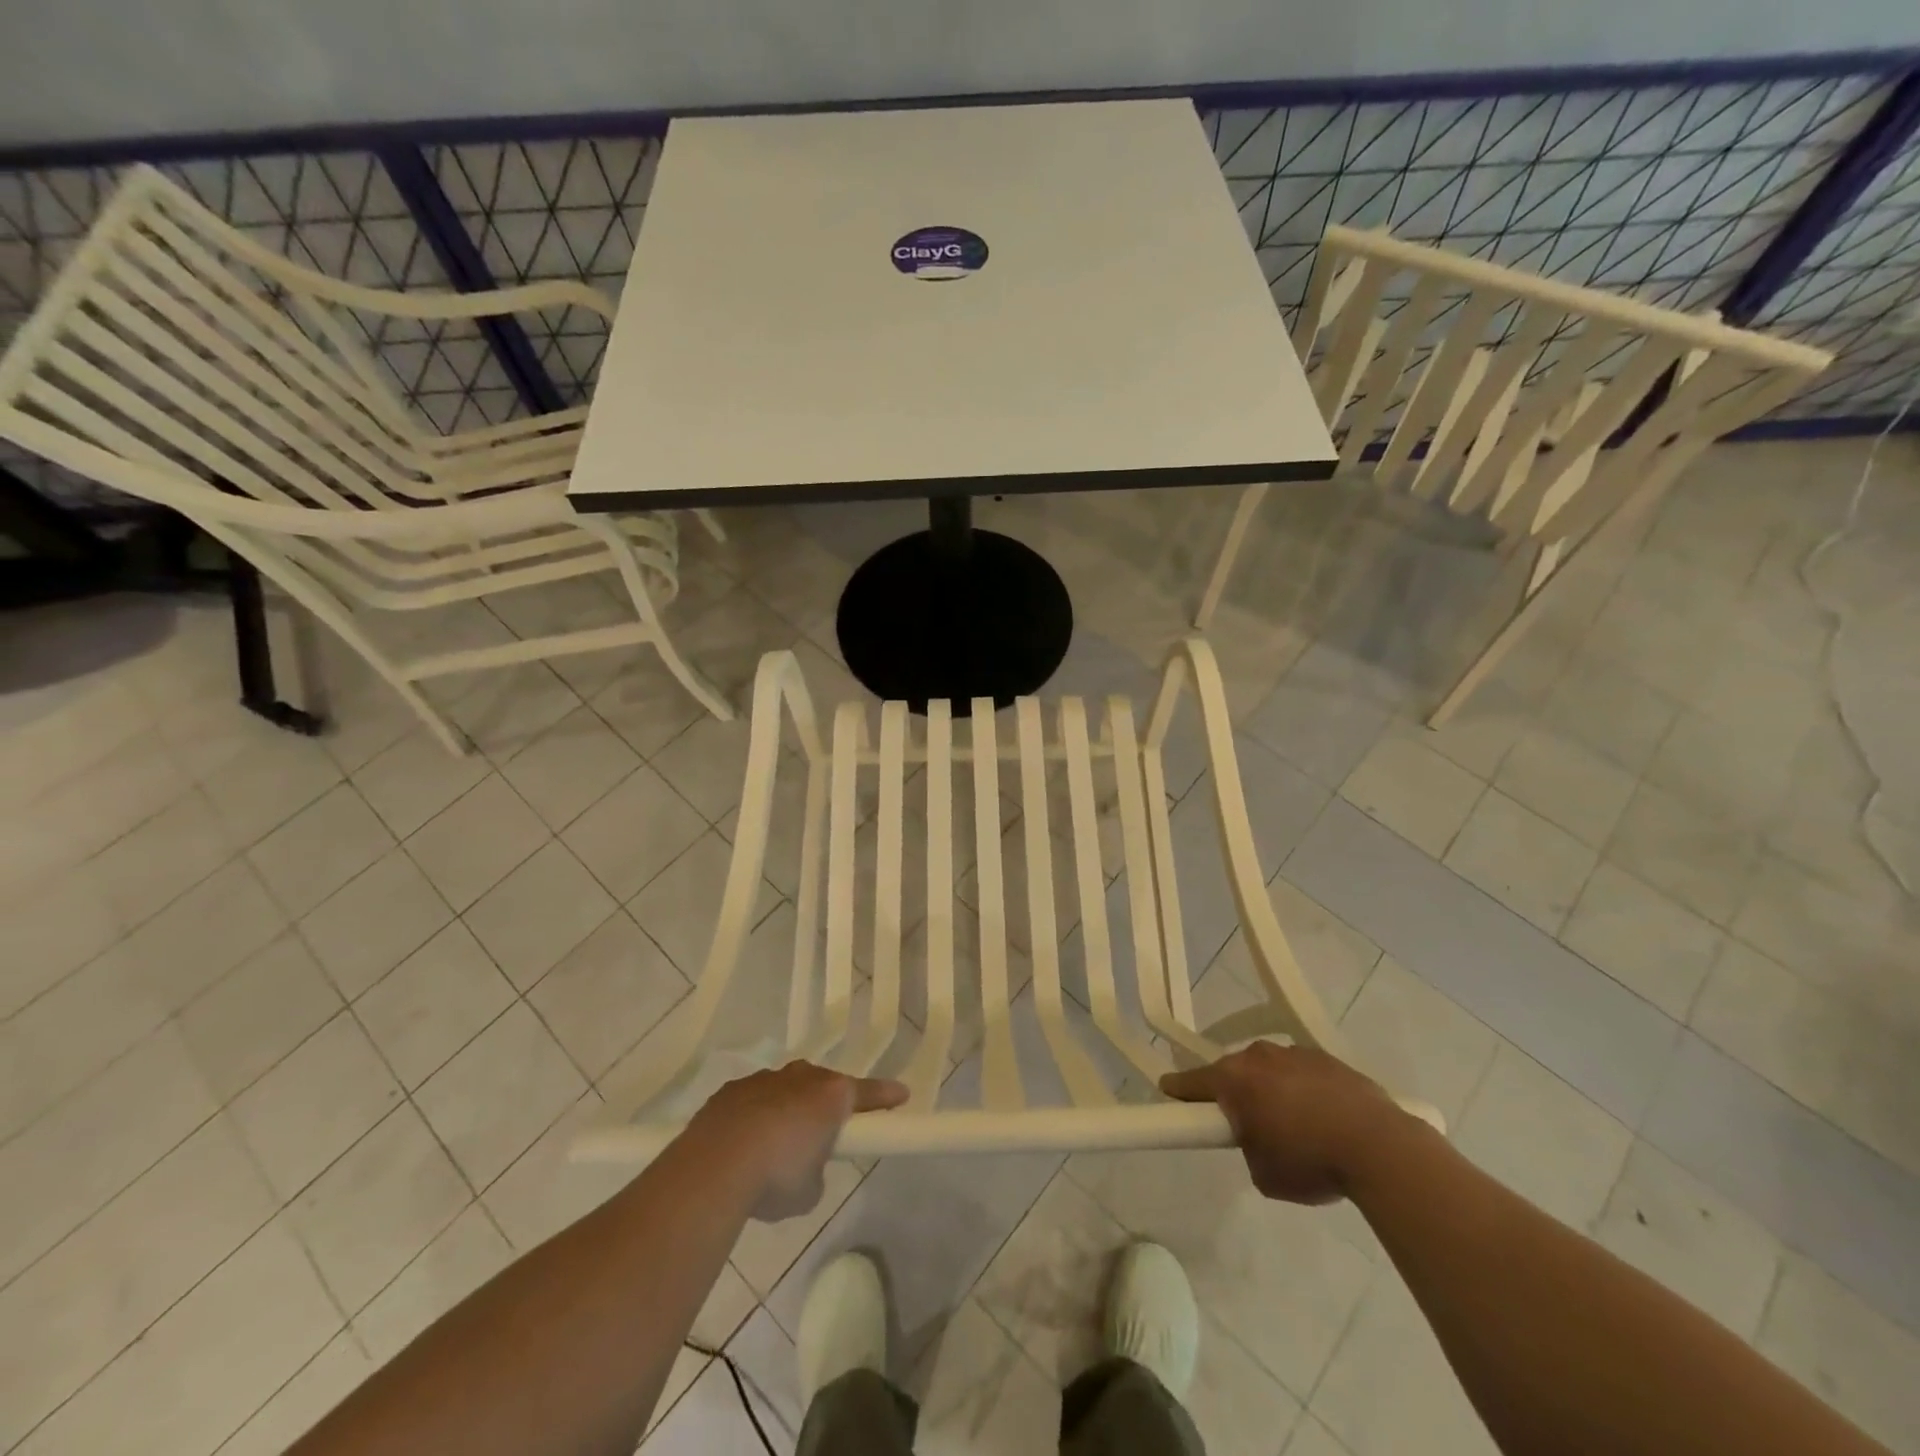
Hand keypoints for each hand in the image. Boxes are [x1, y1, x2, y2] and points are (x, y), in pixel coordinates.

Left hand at [692, 1062, 907, 1220]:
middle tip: (824, 1133)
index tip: (901, 1096)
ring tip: (775, 1147)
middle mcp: (801, 1077)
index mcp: (831, 1095)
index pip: (868, 1093)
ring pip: (786, 1090)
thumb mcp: (810, 1190)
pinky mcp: (731, 1090)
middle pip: (823, 1086)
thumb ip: (816, 1171)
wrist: (715, 1167)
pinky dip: (755, 1117)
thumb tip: (804, 1167)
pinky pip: (753, 1100)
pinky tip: (742, 1146)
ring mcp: (764, 1079)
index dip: (885, 1097)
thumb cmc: (776, 1177)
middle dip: (825, 1105)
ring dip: (787, 1110)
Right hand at [1160, 1042, 1401, 1204]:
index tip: (1168, 1093)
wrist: (1380, 1147)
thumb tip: (1259, 1137)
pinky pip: (1303, 1072)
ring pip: (1270, 1070)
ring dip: (1272, 1090)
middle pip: (1234, 1071)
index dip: (1178, 1091)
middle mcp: (1259, 1056)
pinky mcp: (1328, 1058)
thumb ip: (1248, 1147)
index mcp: (1234, 1079)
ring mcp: (1295, 1053)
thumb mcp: (1263, 1172)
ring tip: (1295, 1126)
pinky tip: (1324, 1118)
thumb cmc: (1311, 1161)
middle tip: (1247, 1125)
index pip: (1192, 1081)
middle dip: (1235, 1093)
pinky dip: (1304, 1090)